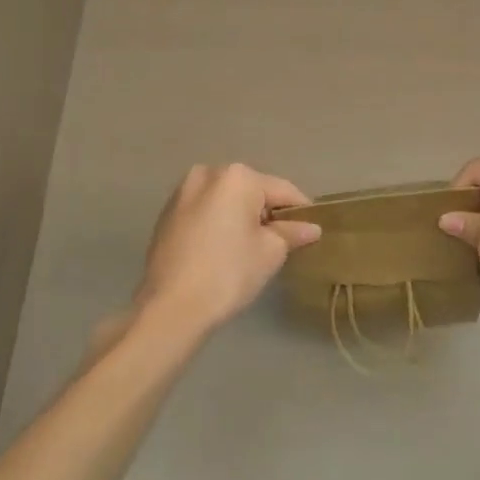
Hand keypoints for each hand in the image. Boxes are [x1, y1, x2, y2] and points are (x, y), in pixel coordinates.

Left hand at [133, 164, 318, 334]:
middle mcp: (207, 173)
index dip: (301, 211)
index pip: (282, 190)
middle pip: (252, 191)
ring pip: (226, 200)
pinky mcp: (167, 214)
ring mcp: (182, 192)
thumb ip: (292, 233)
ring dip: (241, 218)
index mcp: (237, 177)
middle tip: (282, 244)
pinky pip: (205, 211)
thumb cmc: (228, 273)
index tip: (313, 231)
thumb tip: (311, 228)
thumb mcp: (270, 252)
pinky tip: (223, 250)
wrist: (170, 306)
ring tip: (251, 249)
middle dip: (268, 213)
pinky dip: (218, 224)